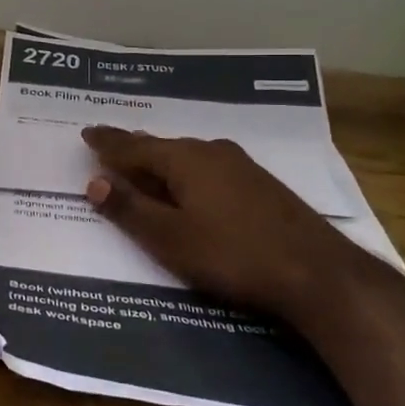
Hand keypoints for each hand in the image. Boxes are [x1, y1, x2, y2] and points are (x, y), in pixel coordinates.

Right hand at [82, 127, 373, 317]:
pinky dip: (186, 173)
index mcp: (184, 160)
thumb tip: (95, 182)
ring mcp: (240, 165)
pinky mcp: (260, 183)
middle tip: (110, 148)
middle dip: (133, 149)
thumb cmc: (232, 255)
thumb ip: (130, 209)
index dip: (108, 142)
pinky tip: (190, 185)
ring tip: (144, 166)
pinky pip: (207, 167)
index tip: (87, 133)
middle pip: (161, 147)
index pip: (133, 146)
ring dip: (161, 162)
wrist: (317, 272)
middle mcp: (210, 151)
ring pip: (187, 156)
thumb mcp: (170, 239)